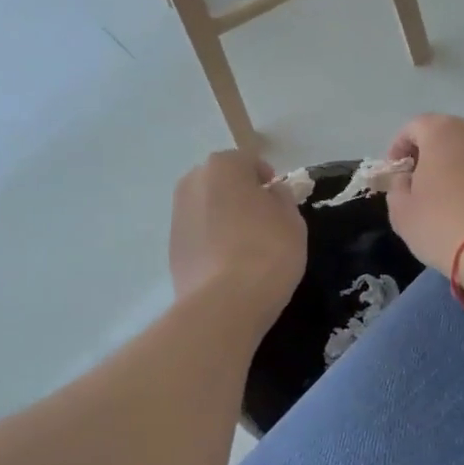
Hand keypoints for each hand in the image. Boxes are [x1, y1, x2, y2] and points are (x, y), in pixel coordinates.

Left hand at [170, 151, 305, 323]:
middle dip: (241, 195)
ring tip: (247, 247)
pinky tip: (230, 264)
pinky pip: (199, 235)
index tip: (280, 203)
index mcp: (222, 166)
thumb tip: (270, 193)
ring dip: (224, 218)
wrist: (225, 302)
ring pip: (208, 208)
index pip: (250, 162)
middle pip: (223, 182)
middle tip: (264, 221)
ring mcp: (177, 216)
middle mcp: (192, 183)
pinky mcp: (171, 248)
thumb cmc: (267, 250)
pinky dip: (213, 241)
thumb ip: (281, 198)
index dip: (268, 180)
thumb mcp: (292, 219)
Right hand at [384, 114, 463, 272]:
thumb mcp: (401, 211)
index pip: (413, 127)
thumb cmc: (441, 224)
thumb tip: (409, 180)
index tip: (395, 173)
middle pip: (447, 136)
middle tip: (420, 184)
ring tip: (450, 200)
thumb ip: (398, 187)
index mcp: (442, 132)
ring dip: (459, 169)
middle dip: (431, 155)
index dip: (399, 148)